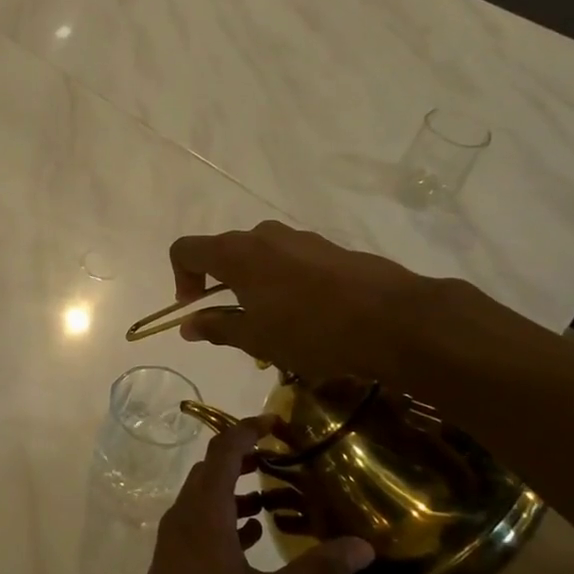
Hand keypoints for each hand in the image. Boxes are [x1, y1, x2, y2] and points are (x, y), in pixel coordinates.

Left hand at [112, 420, 373, 573]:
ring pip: (205, 498)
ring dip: (236, 491)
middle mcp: (185, 515)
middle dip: (245, 458)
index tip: (277, 422)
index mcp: (205, 511)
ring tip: (276, 497)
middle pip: (212, 470)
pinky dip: (225, 519)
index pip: (224, 451)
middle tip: (283, 459)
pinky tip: (254, 537)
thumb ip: (315, 570)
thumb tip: (364, 547)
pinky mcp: (173, 561)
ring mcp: (174, 539)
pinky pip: (200, 524)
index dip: (248, 430)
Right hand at [168, 220, 441, 384]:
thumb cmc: (310, 331)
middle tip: (235, 323)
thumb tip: (188, 325)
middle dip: (220, 285)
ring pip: (260, 257)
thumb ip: (217, 327)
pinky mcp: (329, 248)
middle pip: (224, 252)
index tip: (196, 309)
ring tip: (274, 325)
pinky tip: (307, 317)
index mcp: (236, 253)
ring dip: (254, 285)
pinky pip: (290, 260)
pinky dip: (283, 283)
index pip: (185, 250)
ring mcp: (300, 238)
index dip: (180, 278)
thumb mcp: (255, 339)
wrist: (393, 319)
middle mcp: (263, 235)